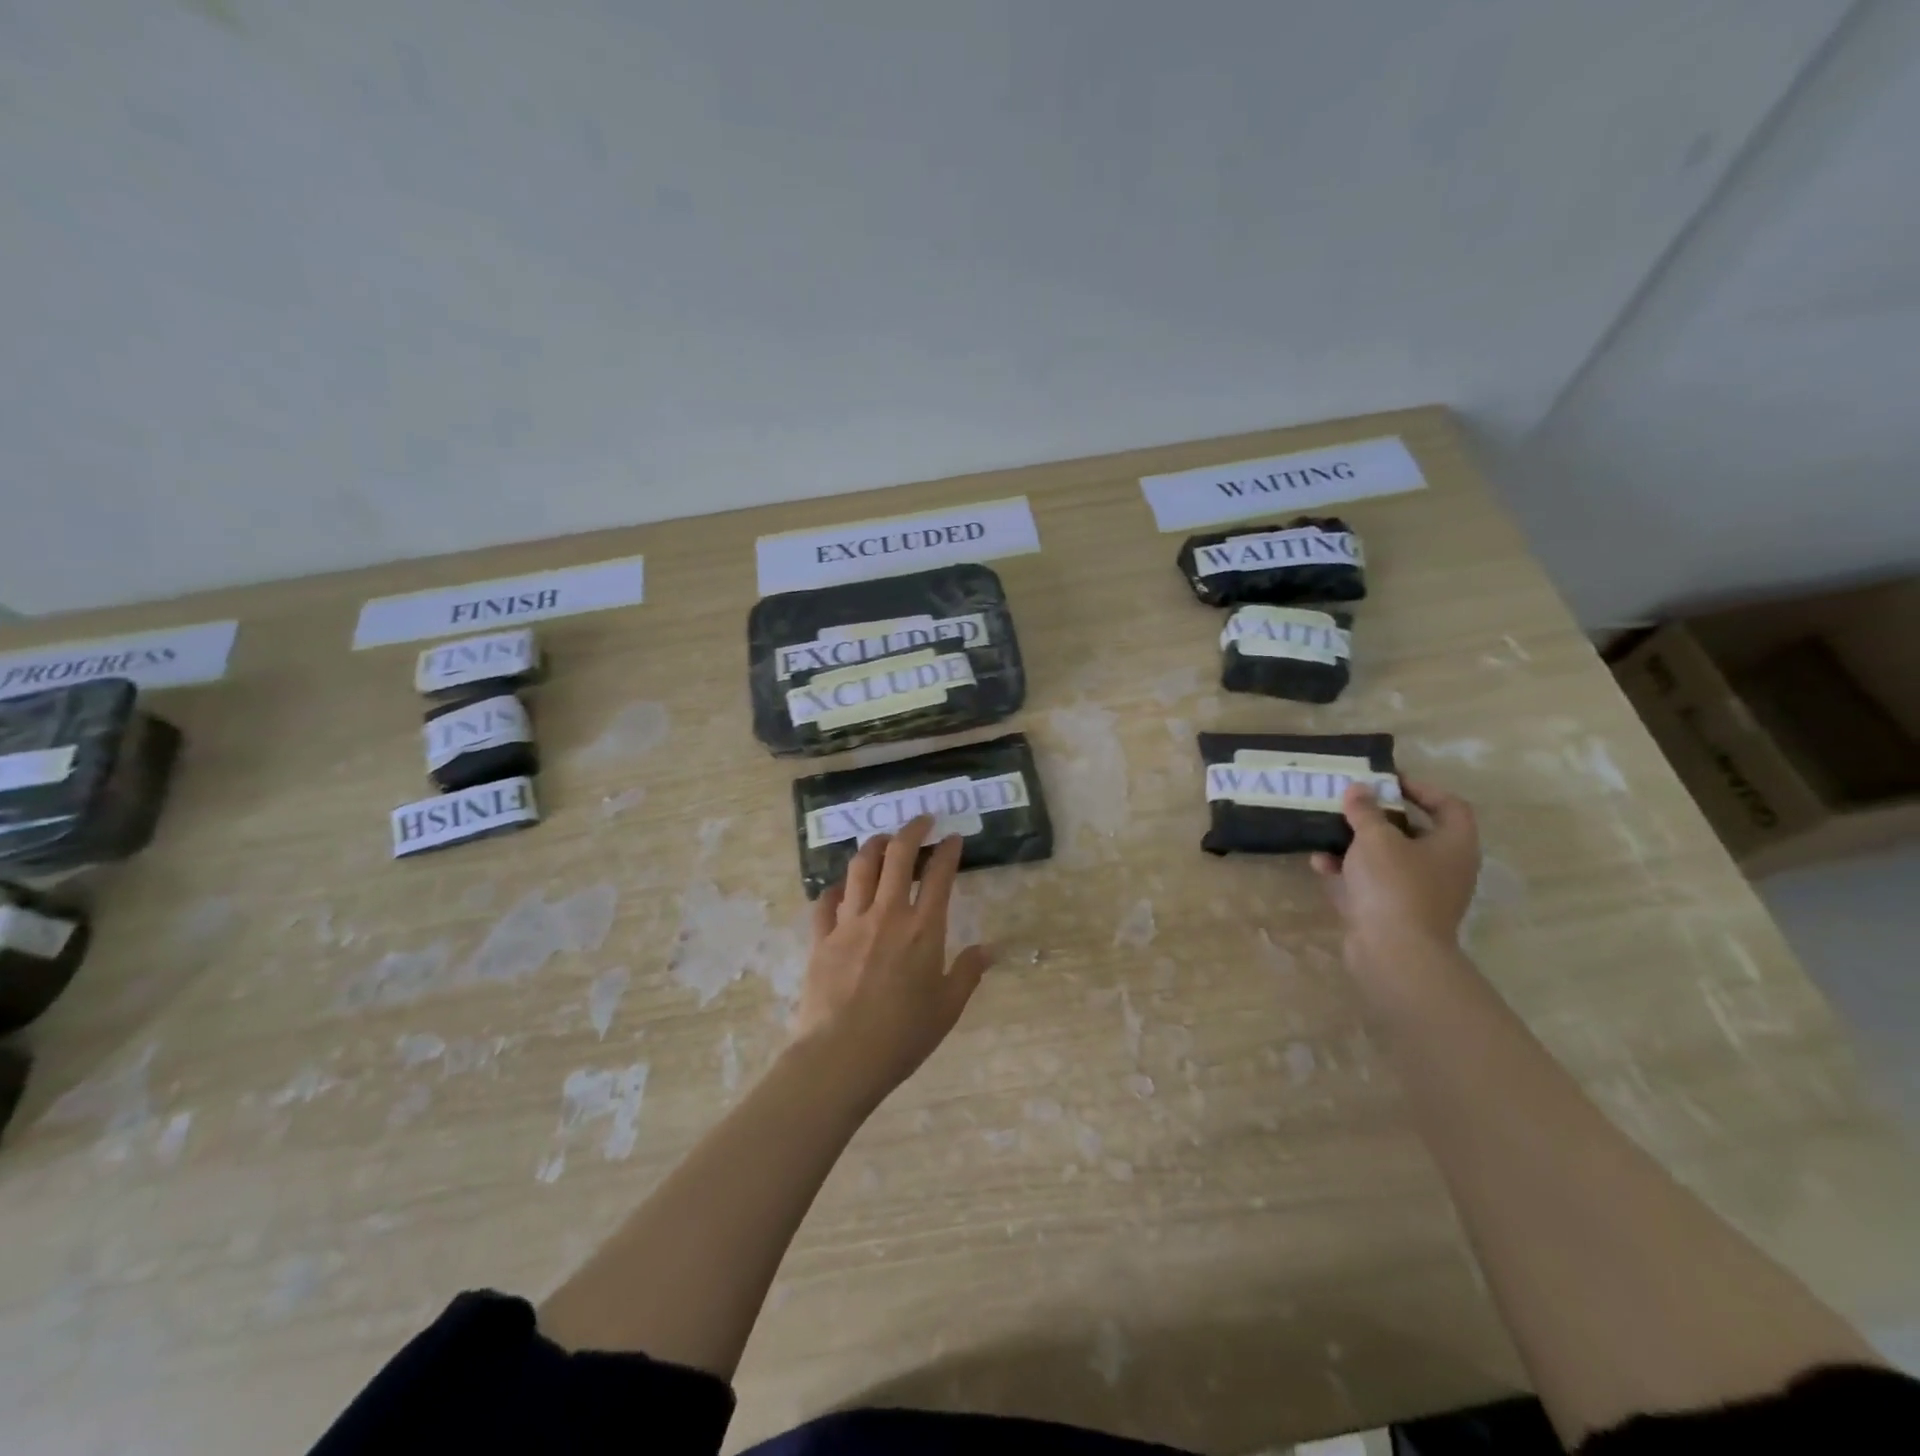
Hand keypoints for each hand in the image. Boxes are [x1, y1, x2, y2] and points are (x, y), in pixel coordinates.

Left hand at [790, 815, 991, 1108]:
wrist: (841, 1056)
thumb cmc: (903, 1035)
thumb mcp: (947, 1008)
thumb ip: (969, 972)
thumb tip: (990, 949)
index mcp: (923, 929)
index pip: (939, 875)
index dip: (948, 851)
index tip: (953, 838)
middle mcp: (887, 914)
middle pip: (897, 856)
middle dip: (912, 831)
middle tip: (921, 820)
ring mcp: (850, 922)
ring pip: (860, 868)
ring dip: (873, 846)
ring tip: (882, 840)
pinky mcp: (821, 937)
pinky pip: (826, 901)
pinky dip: (836, 888)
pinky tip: (842, 888)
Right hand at [1312, 780, 1479, 976]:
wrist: (1394, 951)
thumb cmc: (1394, 884)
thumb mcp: (1375, 838)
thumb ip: (1365, 810)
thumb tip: (1358, 789)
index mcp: (1454, 844)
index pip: (1449, 805)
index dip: (1421, 789)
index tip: (1387, 782)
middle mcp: (1443, 868)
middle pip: (1413, 832)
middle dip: (1378, 818)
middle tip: (1350, 805)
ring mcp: (1419, 893)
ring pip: (1387, 859)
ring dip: (1356, 845)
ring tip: (1327, 833)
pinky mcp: (1394, 913)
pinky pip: (1370, 884)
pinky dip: (1348, 872)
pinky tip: (1320, 864)